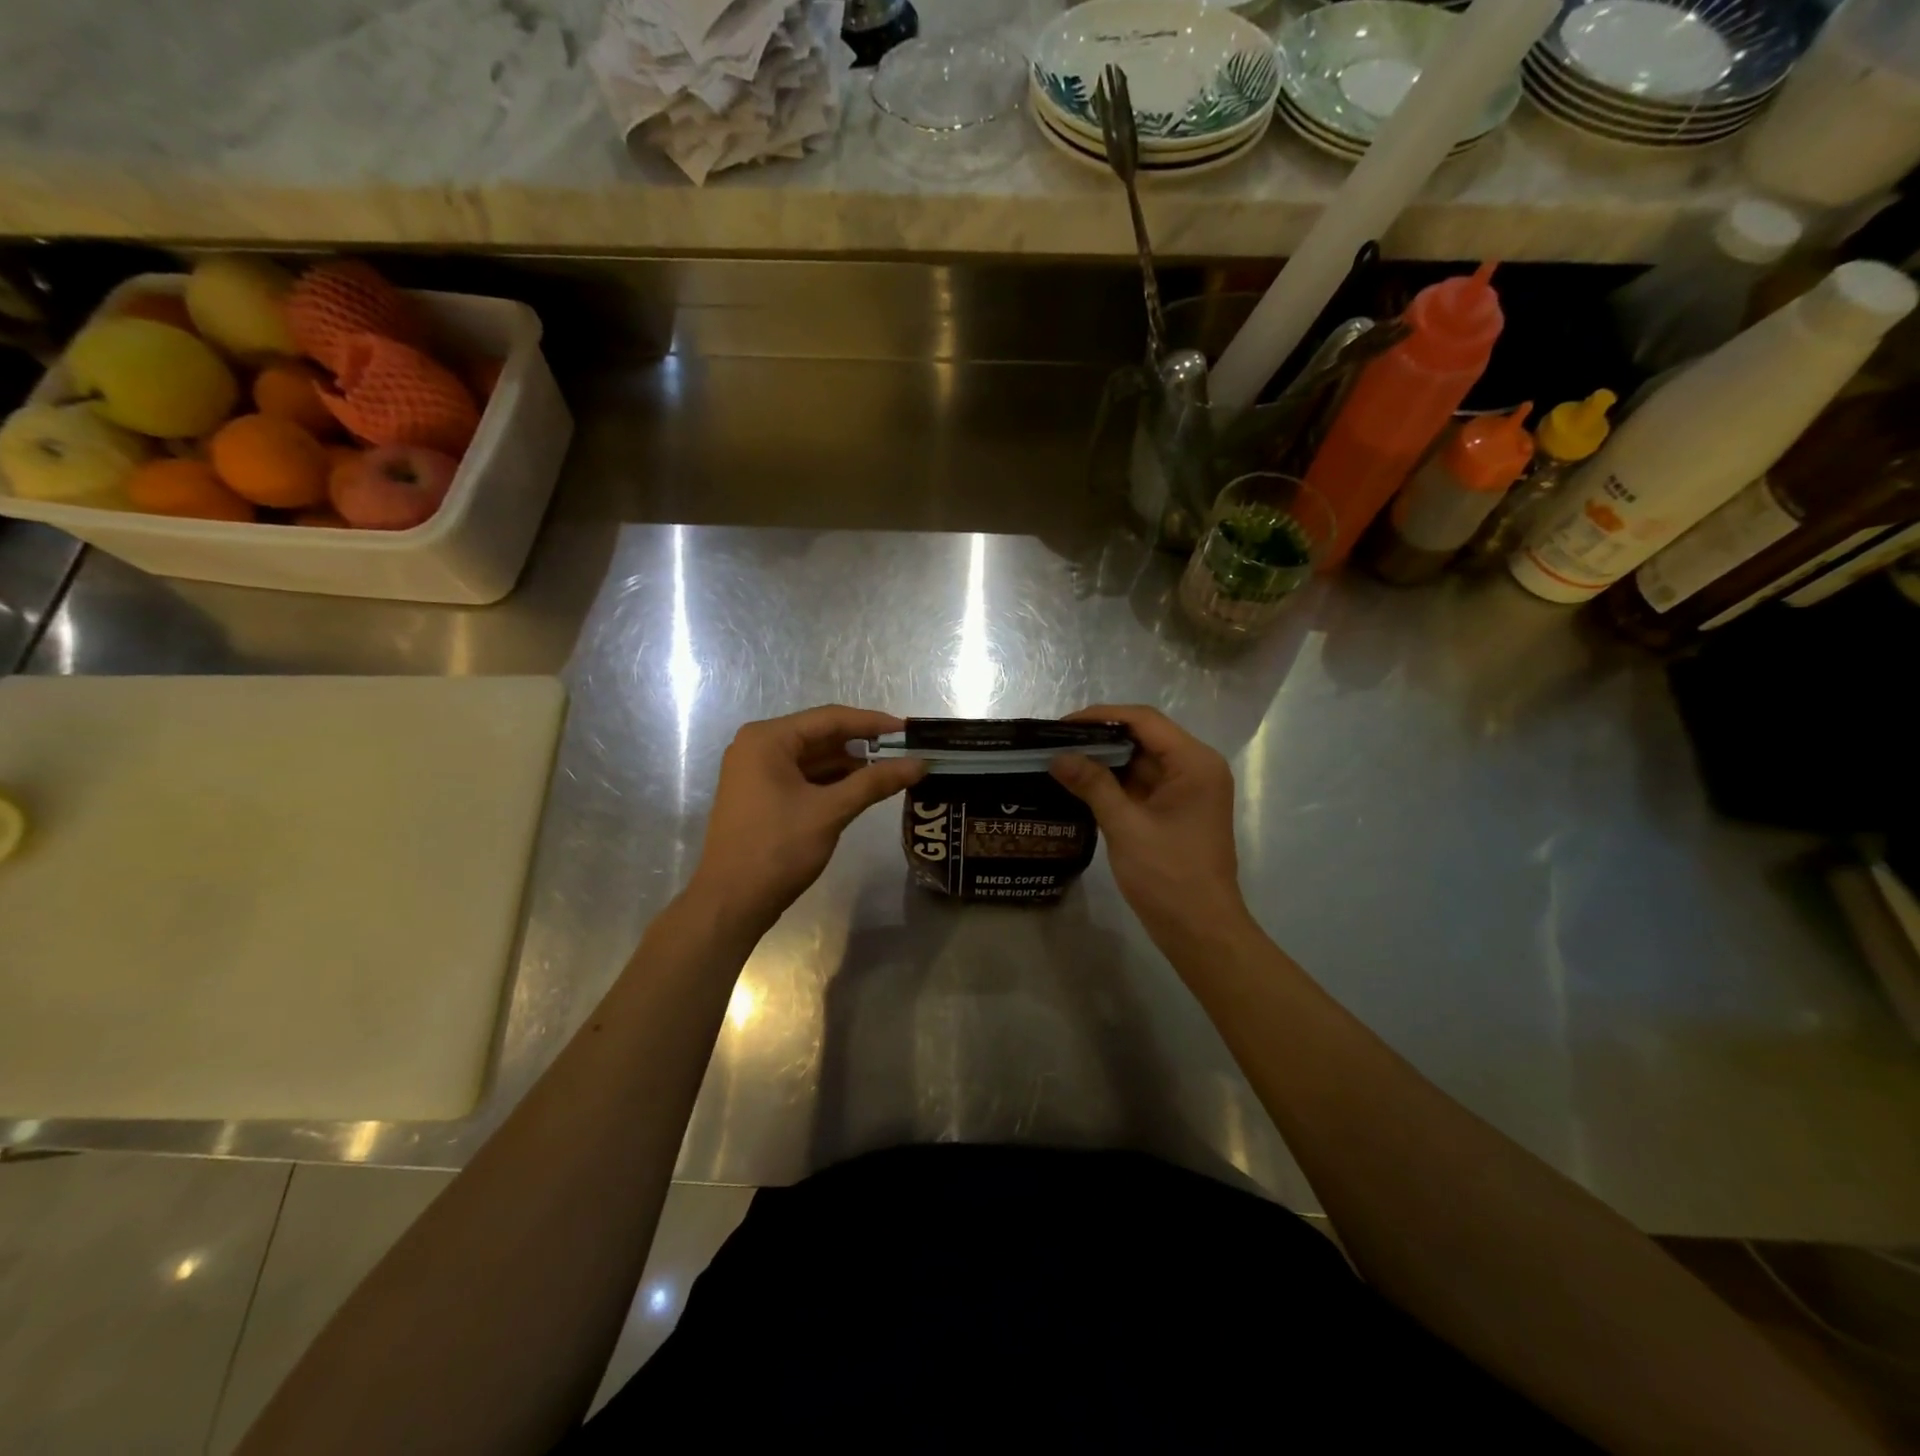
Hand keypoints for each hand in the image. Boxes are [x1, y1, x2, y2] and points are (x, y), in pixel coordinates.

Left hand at [687, 706, 924, 933]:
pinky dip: (832, 782)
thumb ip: (875, 782)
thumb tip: (920, 764)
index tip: (909, 730)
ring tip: (892, 770)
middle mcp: (758, 746)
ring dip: (850, 765)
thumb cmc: (777, 849)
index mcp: (767, 739)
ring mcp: (756, 772)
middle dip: (863, 745)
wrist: (731, 902)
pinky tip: (862, 789)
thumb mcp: (830, 811)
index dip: (873, 723)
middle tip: (905, 751)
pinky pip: (803, 777)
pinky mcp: (761, 795)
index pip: (830, 718)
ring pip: (814, 758)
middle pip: (821, 736)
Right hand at [1049, 705, 1249, 948]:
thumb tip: (1057, 757)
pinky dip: (1113, 782)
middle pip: (1143, 737)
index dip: (1102, 716)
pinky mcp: (1175, 810)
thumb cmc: (1169, 876)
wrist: (1200, 930)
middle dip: (1099, 738)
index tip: (1062, 723)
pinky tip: (1080, 783)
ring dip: (1104, 760)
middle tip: (1055, 741)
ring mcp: (1186, 791)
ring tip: (1061, 758)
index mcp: (1194, 763)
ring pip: (1140, 761)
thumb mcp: (1126, 826)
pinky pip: (1142, 784)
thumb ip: (1093, 785)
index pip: (1144, 721)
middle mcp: (1195, 768)